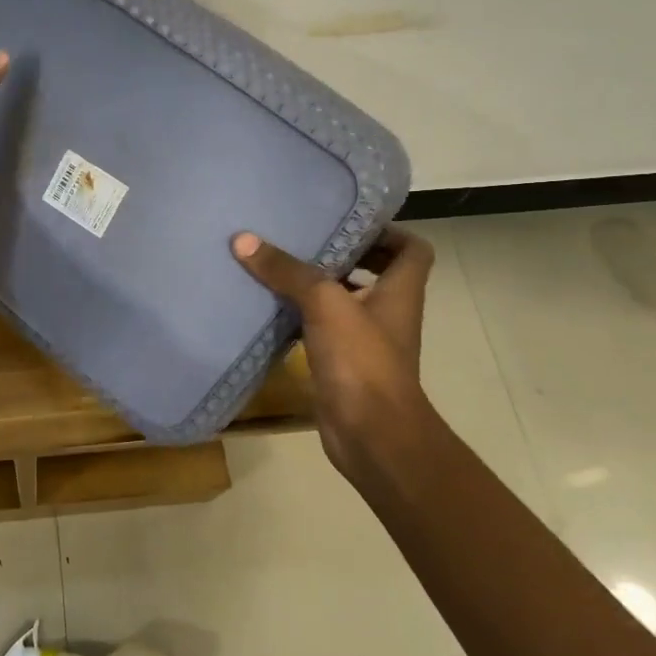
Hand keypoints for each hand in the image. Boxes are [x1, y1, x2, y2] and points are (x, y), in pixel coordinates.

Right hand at [231, 226, 435, 482]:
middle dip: (342, 254)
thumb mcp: (324, 304)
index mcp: (399, 292)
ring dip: (316, 286)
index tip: (348, 219)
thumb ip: (287, 271)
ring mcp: (366, 341)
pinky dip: (300, 318)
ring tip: (279, 264)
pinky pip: (321, 330)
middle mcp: (387, 313)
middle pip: (374, 272)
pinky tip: (269, 307)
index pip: (412, 250)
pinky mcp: (342, 364)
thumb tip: (243, 240)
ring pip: (343, 302)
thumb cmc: (362, 361)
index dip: (388, 231)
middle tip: (303, 237)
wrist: (372, 436)